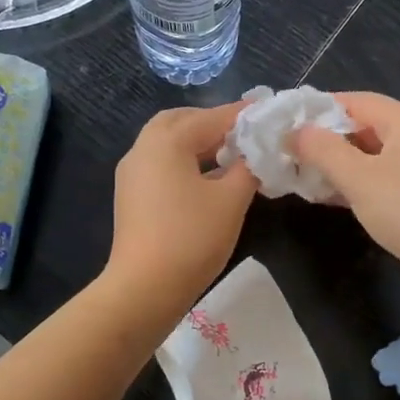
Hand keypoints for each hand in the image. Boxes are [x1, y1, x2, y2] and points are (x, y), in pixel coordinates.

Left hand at [107, 104, 259, 315]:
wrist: (144, 288)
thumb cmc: (191, 238)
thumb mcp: (231, 200)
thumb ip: (248, 168)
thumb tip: (256, 153)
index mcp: (167, 141)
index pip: (212, 117)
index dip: (243, 114)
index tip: (269, 111)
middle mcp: (143, 148)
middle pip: (181, 121)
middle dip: (213, 123)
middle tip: (244, 134)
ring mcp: (132, 173)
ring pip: (167, 143)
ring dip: (198, 143)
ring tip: (231, 156)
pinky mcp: (131, 196)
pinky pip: (160, 164)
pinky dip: (184, 161)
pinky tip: (208, 179)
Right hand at [291, 92, 399, 302]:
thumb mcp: (358, 178)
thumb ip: (322, 150)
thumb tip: (294, 130)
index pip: (355, 101)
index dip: (318, 110)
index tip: (285, 126)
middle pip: (365, 126)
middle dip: (327, 140)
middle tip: (289, 155)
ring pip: (374, 155)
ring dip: (340, 165)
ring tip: (303, 177)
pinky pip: (386, 177)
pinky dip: (360, 183)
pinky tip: (333, 197)